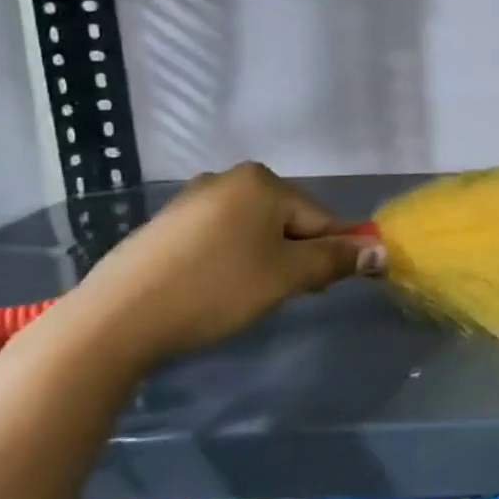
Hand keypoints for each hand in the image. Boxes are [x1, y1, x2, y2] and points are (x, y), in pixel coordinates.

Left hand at [62, 163, 384, 367]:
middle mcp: (229, 179)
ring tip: (244, 297)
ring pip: (253, 231)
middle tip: (280, 295)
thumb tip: (382, 252)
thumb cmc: (215, 289)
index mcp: (262, 181)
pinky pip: (219, 237)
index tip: (316, 289)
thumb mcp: (286, 276)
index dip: (328, 254)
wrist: (115, 319)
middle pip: (287, 220)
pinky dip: (229, 261)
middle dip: (293, 256)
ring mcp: (192, 199)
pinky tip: (214, 290)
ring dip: (263, 260)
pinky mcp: (166, 225)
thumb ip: (335, 260)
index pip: (320, 217)